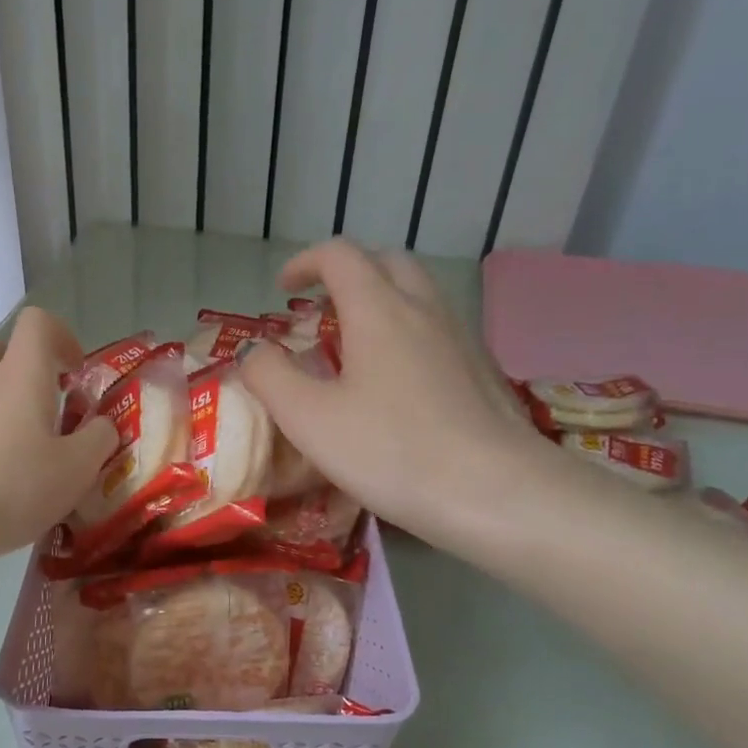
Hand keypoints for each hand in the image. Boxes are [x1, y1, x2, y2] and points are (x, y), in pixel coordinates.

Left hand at [0, 308, 118, 561]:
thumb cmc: (13, 486)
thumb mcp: (77, 469)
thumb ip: (98, 439)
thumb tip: (101, 425)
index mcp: (21, 375)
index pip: (38, 323)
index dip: (62, 337)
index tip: (76, 375)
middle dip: (24, 369)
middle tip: (46, 406)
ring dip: (1, 404)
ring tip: (24, 449)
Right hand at [238, 242, 551, 551]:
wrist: (494, 492)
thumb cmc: (391, 451)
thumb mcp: (309, 419)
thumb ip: (269, 377)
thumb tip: (253, 352)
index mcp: (379, 310)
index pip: (340, 255)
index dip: (305, 262)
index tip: (283, 289)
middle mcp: (424, 309)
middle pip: (387, 262)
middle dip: (348, 274)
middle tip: (322, 311)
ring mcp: (460, 338)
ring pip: (418, 294)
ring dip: (381, 301)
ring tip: (354, 347)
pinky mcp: (482, 371)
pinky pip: (437, 330)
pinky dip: (407, 333)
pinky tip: (397, 384)